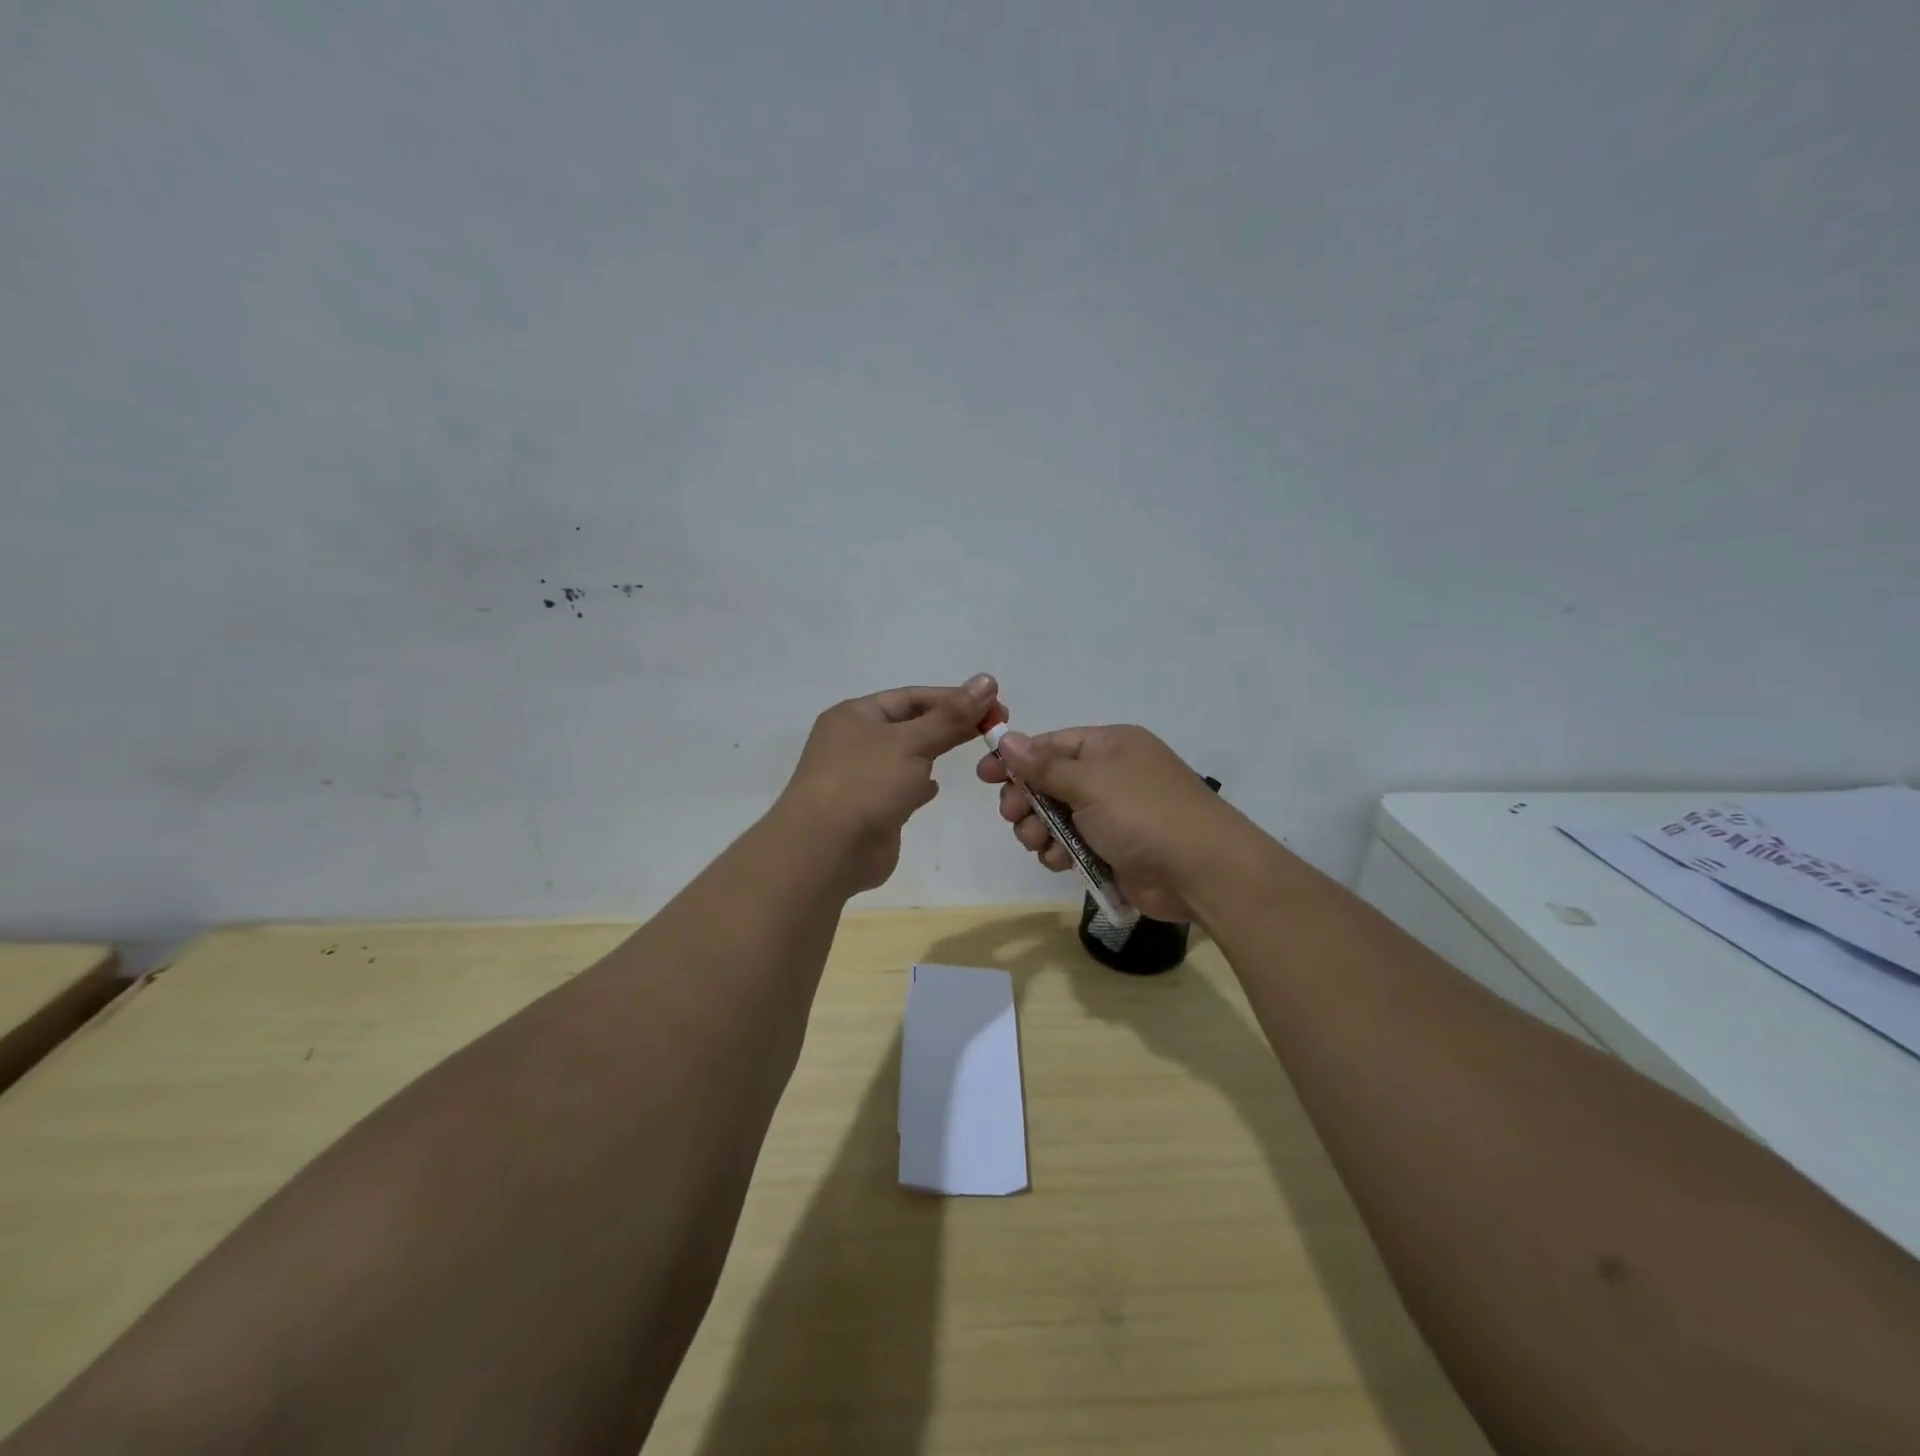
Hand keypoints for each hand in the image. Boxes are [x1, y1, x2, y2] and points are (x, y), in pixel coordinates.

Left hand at [776, 674, 997, 893]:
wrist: (826, 851)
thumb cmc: (865, 784)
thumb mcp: (911, 742)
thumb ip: (951, 716)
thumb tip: (986, 680)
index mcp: (855, 715)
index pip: (912, 697)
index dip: (954, 698)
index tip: (995, 704)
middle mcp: (854, 742)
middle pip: (911, 725)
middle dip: (949, 725)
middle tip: (994, 727)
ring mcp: (860, 777)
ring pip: (906, 757)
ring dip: (934, 753)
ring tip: (973, 752)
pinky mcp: (870, 810)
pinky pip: (899, 788)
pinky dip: (919, 785)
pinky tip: (935, 787)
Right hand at [976, 722, 1236, 921]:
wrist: (1202, 872)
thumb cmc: (1144, 814)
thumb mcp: (1090, 783)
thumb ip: (1044, 765)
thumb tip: (1007, 738)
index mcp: (1109, 747)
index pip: (1051, 745)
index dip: (1016, 759)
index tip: (985, 776)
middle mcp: (1109, 776)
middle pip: (1048, 782)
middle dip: (1026, 800)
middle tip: (1013, 816)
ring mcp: (1111, 814)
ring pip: (1055, 817)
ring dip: (1038, 830)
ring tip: (1037, 843)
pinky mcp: (1111, 849)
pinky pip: (1070, 844)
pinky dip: (1058, 852)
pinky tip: (1058, 861)